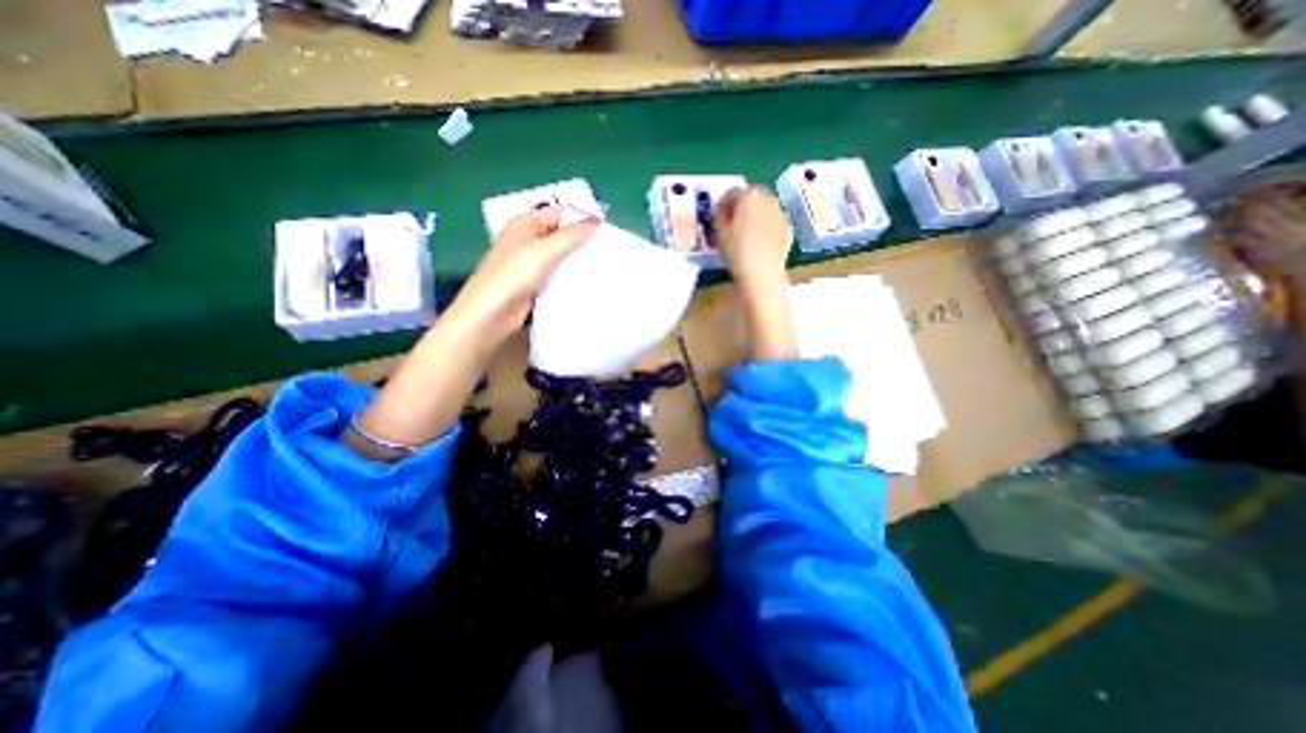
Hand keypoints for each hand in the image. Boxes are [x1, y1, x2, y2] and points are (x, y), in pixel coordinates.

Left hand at [344, 205, 596, 456]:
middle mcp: (529, 239)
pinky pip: (557, 273)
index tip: (608, 233)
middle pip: (561, 233)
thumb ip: (570, 236)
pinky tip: (587, 281)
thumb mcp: (543, 251)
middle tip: (609, 251)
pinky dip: (570, 275)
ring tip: (603, 265)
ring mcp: (531, 262)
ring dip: (578, 259)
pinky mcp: (534, 282)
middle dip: (583, 241)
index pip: (561, 213)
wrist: (489, 315)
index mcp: (526, 224)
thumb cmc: (512, 276)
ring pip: (560, 255)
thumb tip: (596, 223)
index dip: (583, 219)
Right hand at [714, 183, 796, 289]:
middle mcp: (767, 199)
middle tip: (733, 218)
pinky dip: (767, 225)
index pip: (732, 192)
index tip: (718, 214)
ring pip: (766, 207)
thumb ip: (720, 218)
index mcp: (748, 196)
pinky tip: (761, 240)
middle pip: (753, 194)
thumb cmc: (737, 252)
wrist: (762, 273)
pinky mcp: (788, 228)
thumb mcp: (720, 234)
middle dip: (743, 203)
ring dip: (757, 212)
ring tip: (748, 229)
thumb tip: (723, 213)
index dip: (723, 203)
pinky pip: (775, 221)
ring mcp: (781, 213)